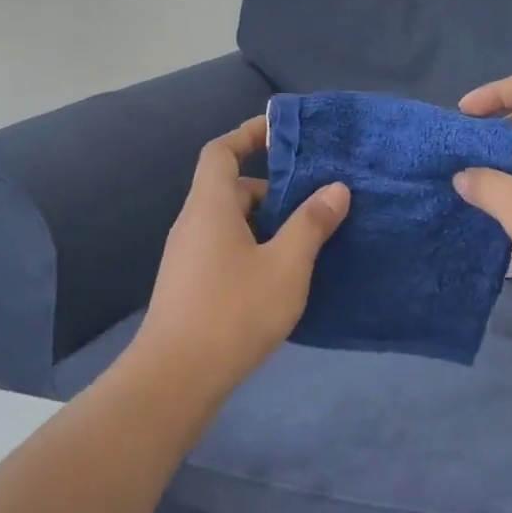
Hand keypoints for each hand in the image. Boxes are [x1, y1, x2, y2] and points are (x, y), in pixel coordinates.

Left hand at [138, 117, 349, 388]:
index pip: (221, 151)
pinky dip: (256, 248)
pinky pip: (227, 249)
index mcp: (210, 207)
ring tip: (310, 240)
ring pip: (233, 223)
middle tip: (316, 203)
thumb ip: (312, 223)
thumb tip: (337, 188)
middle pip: (232, 189)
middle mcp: (194, 224)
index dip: (249, 135)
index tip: (283, 133)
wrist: (175, 379)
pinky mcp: (192, 285)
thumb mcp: (286, 265)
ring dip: (268, 224)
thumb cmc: (233, 312)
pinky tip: (284, 276)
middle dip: (274, 191)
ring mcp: (189, 257)